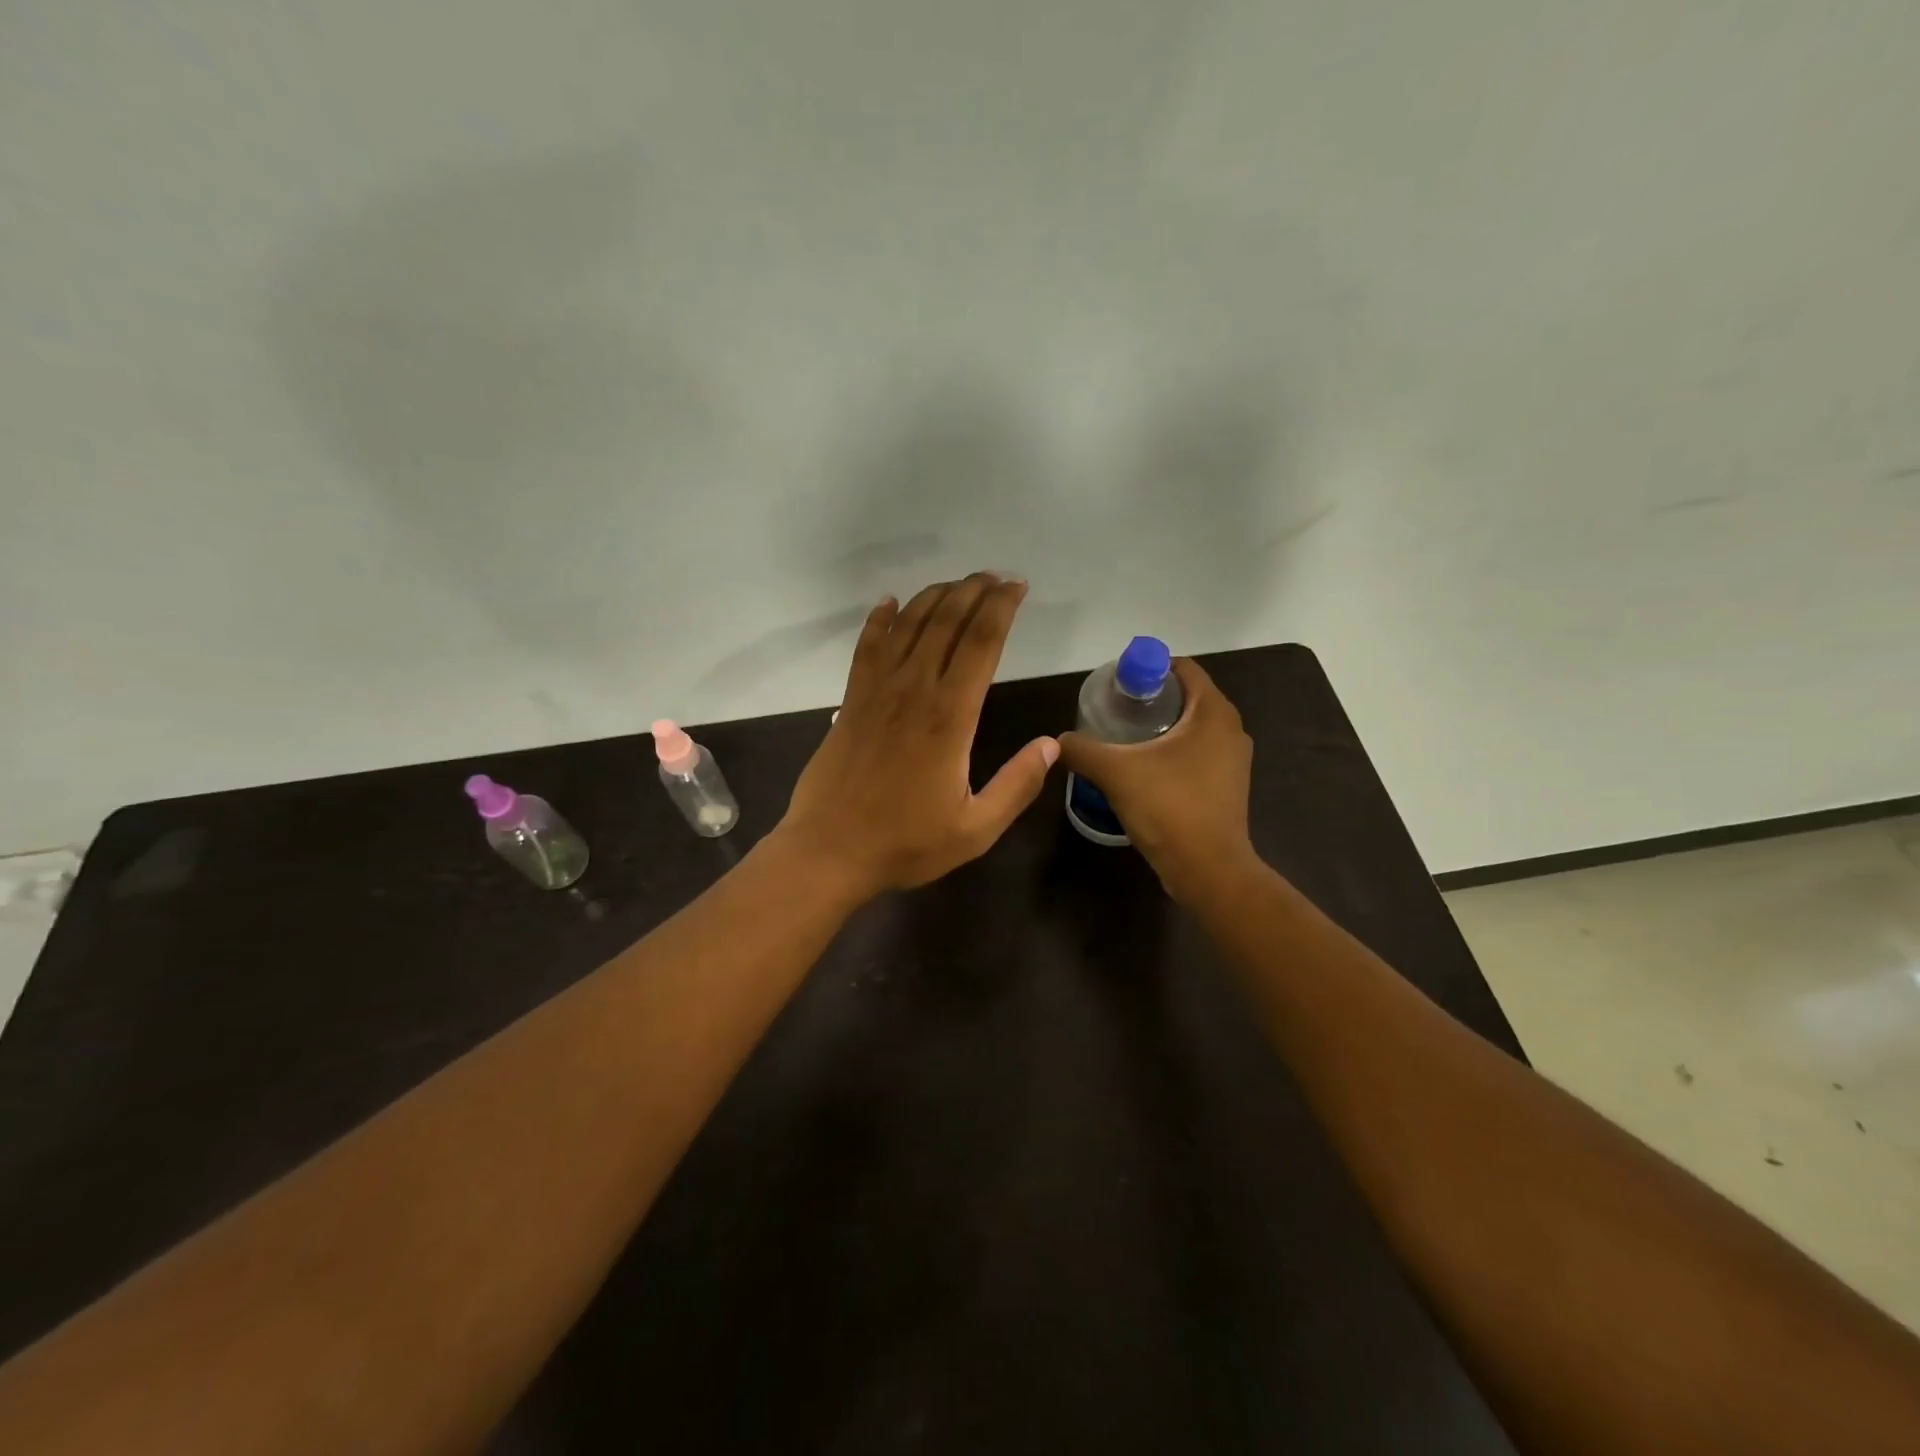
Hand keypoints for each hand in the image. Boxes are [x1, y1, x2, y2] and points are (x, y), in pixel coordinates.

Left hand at [776, 574, 1058, 897]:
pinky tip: (890, 602)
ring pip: (908, 625)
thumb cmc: (905, 843)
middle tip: (996, 577)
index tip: (1017, 587)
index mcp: (950, 717)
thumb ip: (1016, 785)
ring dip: (935, 597)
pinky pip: (866, 647)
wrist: (829, 851)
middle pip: (946, 622)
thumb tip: (1051, 746)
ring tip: (958, 583)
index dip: (1002, 608)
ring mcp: (877, 692)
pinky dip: (879, 619)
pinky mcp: (850, 702)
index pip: (981, 643)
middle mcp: (914, 691)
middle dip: (974, 591)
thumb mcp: (976, 829)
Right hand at [1058, 657, 1258, 902]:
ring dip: (1160, 728)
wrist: (1208, 869)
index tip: (1116, 685)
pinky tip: (1143, 770)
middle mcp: (1231, 729)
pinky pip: (1197, 754)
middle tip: (1113, 711)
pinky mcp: (1228, 786)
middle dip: (1149, 699)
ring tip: (1122, 740)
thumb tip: (1057, 741)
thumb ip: (1082, 749)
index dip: (1146, 669)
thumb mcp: (1115, 772)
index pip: (1182, 669)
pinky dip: (1172, 753)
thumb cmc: (1168, 807)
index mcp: (1213, 712)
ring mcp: (1233, 760)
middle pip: (1186, 697)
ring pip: (1192, 728)